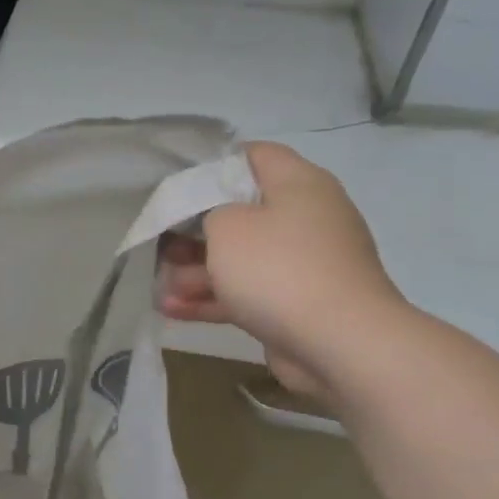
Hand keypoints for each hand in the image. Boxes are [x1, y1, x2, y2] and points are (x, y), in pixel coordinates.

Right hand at [159, 142, 409, 399]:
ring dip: (197, 271)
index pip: (254, 156)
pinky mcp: (295, 303)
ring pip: (239, 259)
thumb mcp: (227, 226)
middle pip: (240, 212)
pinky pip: (246, 293)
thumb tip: (216, 224)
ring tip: (158, 286)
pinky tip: (172, 310)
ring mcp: (301, 264)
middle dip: (194, 230)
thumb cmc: (278, 268)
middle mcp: (304, 218)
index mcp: (298, 184)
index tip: (176, 186)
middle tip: (160, 243)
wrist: (340, 342)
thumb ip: (208, 212)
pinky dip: (212, 299)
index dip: (212, 165)